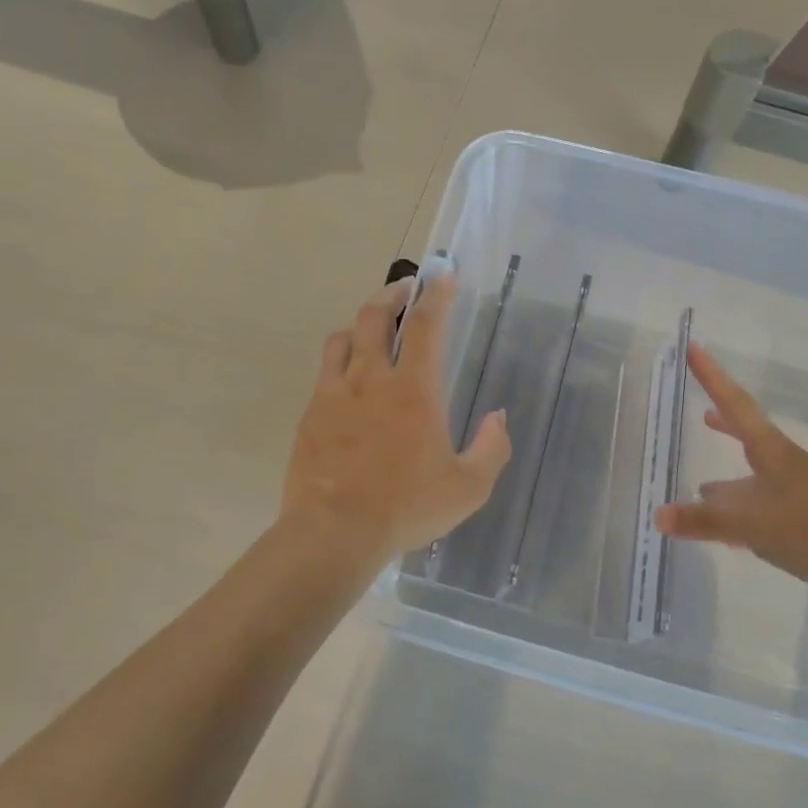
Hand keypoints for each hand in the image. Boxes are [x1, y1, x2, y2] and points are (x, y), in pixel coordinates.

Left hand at [282, 273, 511, 564]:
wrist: (334, 532)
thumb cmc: (406, 508)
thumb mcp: (468, 488)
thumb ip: (492, 448)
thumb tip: (497, 417)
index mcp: (413, 390)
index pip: (425, 326)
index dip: (436, 295)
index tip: (443, 275)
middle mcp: (370, 379)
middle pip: (374, 316)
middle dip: (392, 295)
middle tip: (406, 291)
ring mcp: (333, 394)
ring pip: (342, 339)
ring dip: (360, 324)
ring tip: (372, 331)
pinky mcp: (309, 415)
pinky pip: (324, 373)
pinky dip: (340, 363)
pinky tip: (347, 382)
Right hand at [654, 344, 807, 591]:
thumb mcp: (752, 525)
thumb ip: (705, 521)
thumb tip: (657, 515)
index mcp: (769, 450)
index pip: (733, 403)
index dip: (711, 375)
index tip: (693, 347)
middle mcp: (780, 461)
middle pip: (745, 430)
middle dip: (721, 419)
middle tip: (699, 407)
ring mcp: (792, 486)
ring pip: (751, 470)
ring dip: (728, 471)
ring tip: (701, 484)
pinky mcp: (799, 513)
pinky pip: (758, 499)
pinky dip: (737, 503)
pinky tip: (729, 522)